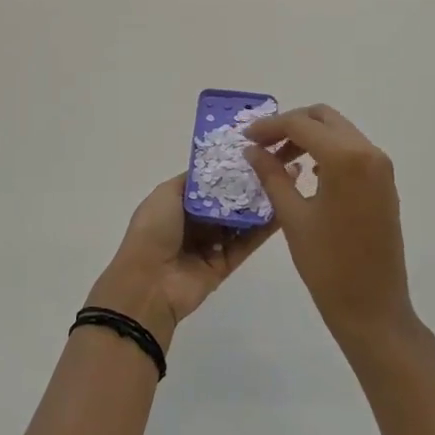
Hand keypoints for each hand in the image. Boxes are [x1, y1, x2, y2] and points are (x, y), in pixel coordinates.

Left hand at [89, 174, 281, 349]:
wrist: (149, 283)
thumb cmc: (152, 231)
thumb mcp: (165, 194)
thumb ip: (192, 181)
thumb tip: (215, 169)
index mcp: (177, 204)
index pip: (209, 184)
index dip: (228, 170)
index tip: (254, 152)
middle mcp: (195, 223)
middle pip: (227, 201)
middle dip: (248, 185)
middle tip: (277, 165)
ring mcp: (211, 244)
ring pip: (240, 221)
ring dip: (260, 204)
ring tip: (286, 182)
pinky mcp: (225, 264)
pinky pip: (247, 243)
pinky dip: (263, 229)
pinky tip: (283, 210)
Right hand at [242, 104, 414, 348]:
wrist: (373, 307)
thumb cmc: (327, 265)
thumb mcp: (292, 217)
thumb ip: (271, 176)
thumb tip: (252, 150)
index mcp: (346, 159)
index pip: (301, 125)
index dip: (269, 127)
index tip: (245, 138)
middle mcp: (369, 153)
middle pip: (324, 118)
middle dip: (291, 125)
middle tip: (262, 145)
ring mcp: (381, 168)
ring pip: (340, 132)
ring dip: (309, 137)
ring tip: (280, 160)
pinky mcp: (384, 184)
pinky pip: (353, 151)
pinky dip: (328, 151)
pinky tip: (308, 173)